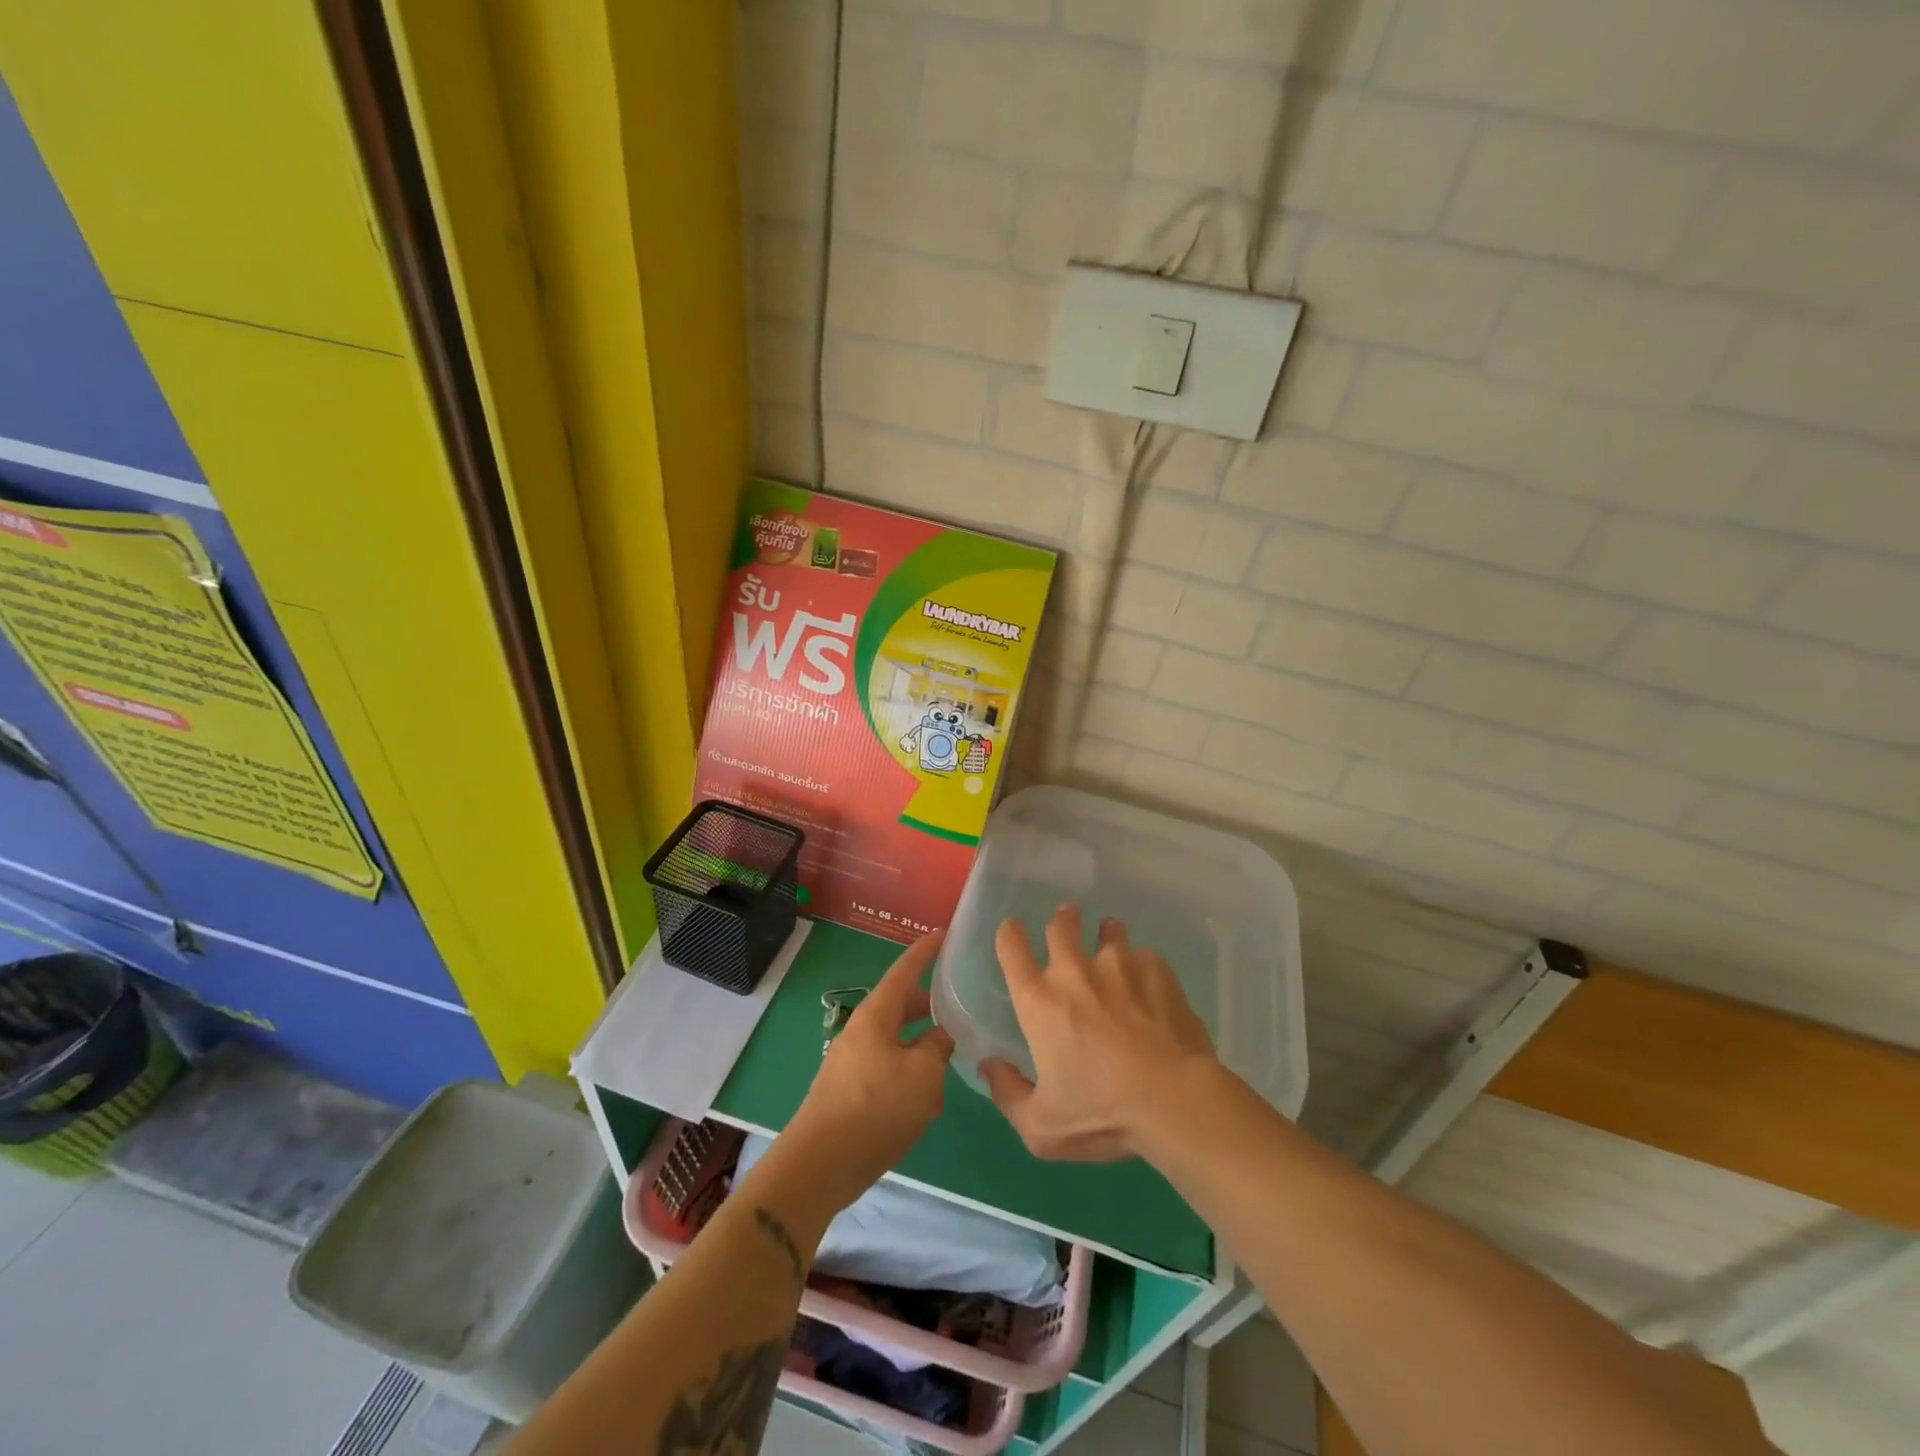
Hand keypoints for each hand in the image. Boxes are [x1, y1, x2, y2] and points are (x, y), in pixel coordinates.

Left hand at [780, 932, 954, 1212]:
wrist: (820, 1165)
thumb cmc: (875, 1108)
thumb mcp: (923, 1075)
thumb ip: (937, 1047)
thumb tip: (940, 1035)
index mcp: (877, 1015)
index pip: (905, 970)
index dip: (925, 951)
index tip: (943, 933)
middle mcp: (862, 1031)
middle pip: (900, 1006)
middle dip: (928, 1003)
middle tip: (959, 1001)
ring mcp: (853, 1062)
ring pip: (896, 1041)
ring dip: (922, 1046)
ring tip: (952, 1056)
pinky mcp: (851, 1092)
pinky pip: (888, 1070)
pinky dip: (911, 1075)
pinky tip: (929, 1101)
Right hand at [982, 905, 1218, 1161]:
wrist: (1175, 1101)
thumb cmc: (1102, 1114)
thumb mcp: (1041, 1126)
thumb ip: (1008, 1094)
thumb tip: (988, 1066)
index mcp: (1039, 1001)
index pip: (1011, 947)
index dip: (1009, 933)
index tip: (1012, 931)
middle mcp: (1074, 971)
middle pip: (1060, 926)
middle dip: (1061, 921)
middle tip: (1065, 922)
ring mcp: (1120, 965)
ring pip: (1108, 932)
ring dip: (1106, 934)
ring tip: (1110, 940)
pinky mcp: (1158, 971)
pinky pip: (1145, 957)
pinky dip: (1142, 966)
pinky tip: (1150, 985)